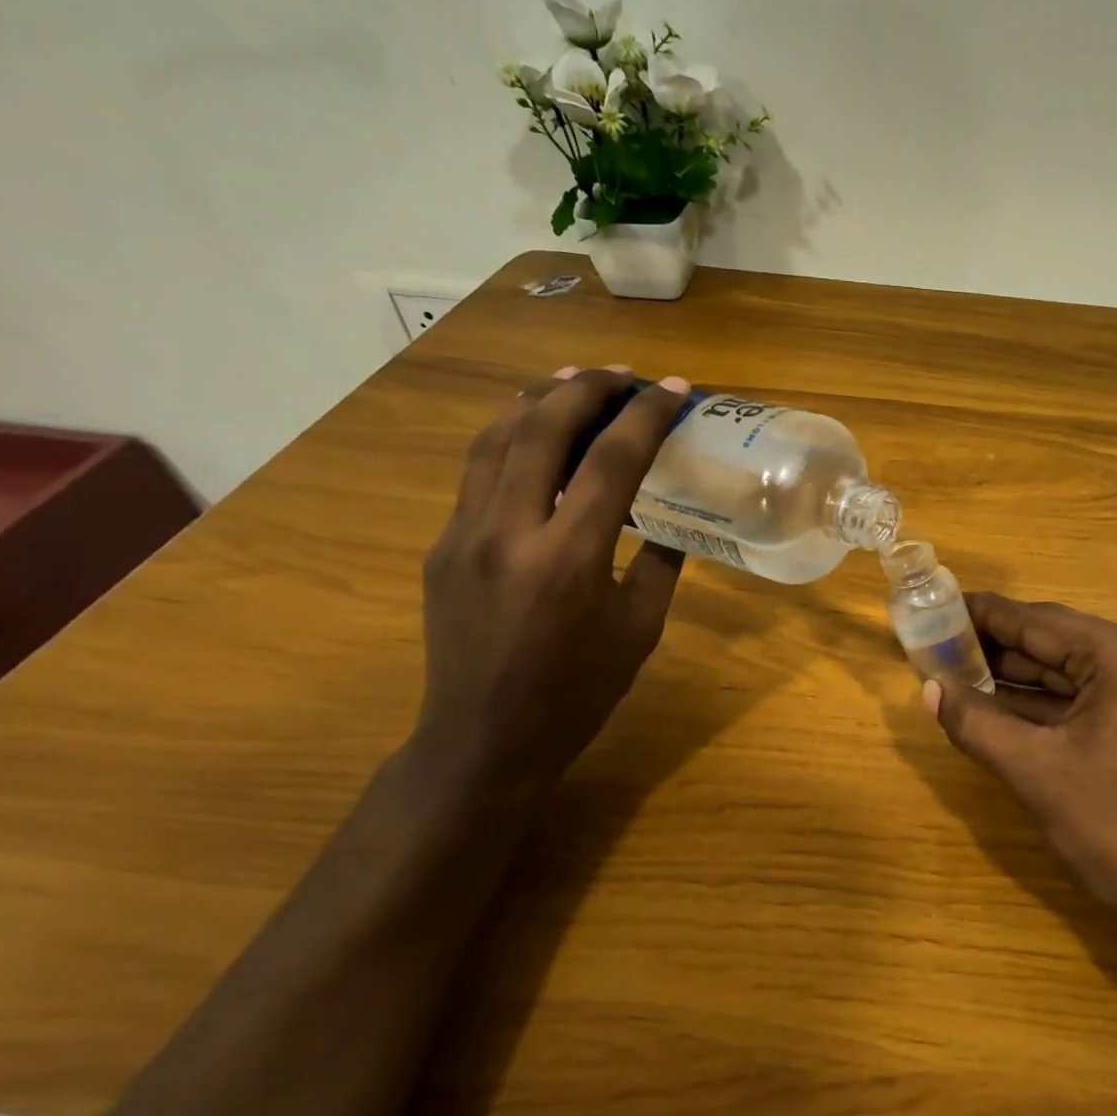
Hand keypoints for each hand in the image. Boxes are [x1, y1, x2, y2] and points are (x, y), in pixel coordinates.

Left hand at [413, 366, 689, 793]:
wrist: (486, 739)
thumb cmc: (579, 691)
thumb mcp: (641, 627)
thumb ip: (659, 561)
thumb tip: (670, 514)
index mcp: (570, 558)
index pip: (613, 460)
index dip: (647, 416)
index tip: (674, 390)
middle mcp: (509, 532)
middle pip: (543, 427)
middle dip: (588, 387)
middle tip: (624, 376)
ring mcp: (464, 534)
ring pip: (497, 438)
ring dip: (540, 399)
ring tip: (574, 380)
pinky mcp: (442, 545)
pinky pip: (477, 470)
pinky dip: (510, 435)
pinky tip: (533, 430)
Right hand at [927, 594, 1116, 940]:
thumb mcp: (1036, 772)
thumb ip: (976, 723)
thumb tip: (928, 689)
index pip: (1037, 620)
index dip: (982, 614)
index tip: (935, 606)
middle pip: (1051, 640)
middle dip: (992, 646)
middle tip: (933, 642)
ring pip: (1062, 670)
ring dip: (1010, 675)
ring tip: (950, 669)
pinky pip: (1077, 698)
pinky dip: (1035, 702)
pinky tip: (990, 703)